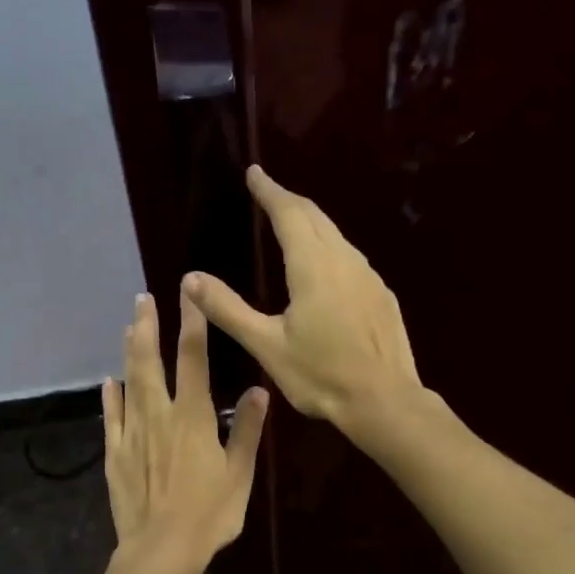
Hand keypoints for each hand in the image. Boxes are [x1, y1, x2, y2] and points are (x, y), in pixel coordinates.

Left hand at [103, 290, 269, 572]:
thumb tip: (258, 390)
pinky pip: (111, 418)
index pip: (193, 359)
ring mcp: (132, 434)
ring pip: (128, 383)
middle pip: (150, 362)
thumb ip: (245, 430)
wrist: (161, 550)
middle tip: (142, 298)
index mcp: (192, 417)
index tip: (189, 294)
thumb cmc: (208, 514)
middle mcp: (159, 416)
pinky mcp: (114, 455)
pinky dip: (110, 397)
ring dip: (129, 353)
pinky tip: (108, 382)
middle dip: (147, 327)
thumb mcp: (239, 474)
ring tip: (128, 326)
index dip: (192, 323)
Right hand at [185, 165, 423, 437]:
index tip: (255, 173)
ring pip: (337, 237)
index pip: (289, 213)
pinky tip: (326, 267)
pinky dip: (331, 249)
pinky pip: (351, 259)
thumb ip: (228, 310)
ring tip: (293, 224)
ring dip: (312, 223)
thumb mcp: (266, 345)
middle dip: (290, 201)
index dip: (269, 191)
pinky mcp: (382, 296)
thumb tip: (190, 278)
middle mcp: (344, 260)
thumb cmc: (321, 375)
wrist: (384, 401)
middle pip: (316, 217)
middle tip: (269, 192)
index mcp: (312, 266)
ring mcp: (369, 277)